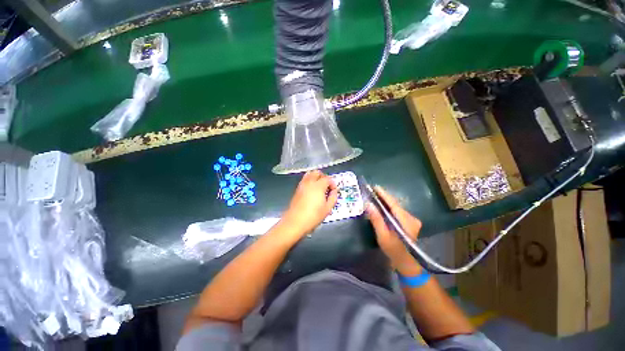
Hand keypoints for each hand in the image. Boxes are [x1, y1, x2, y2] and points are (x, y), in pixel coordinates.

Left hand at [281, 170, 337, 236]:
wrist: (295, 222)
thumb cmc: (313, 216)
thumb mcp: (327, 209)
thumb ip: (333, 197)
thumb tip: (334, 191)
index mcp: (318, 186)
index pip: (328, 178)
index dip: (332, 183)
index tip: (334, 191)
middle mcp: (309, 182)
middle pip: (317, 172)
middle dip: (324, 177)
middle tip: (327, 186)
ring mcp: (302, 185)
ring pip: (309, 174)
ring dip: (316, 178)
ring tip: (320, 188)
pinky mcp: (297, 189)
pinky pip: (305, 180)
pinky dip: (310, 181)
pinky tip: (312, 191)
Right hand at [366, 186, 422, 275]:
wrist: (406, 263)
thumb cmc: (394, 251)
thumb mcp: (383, 236)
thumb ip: (376, 219)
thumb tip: (368, 204)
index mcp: (406, 221)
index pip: (393, 203)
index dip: (384, 194)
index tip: (374, 187)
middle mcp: (411, 218)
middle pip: (395, 204)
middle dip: (383, 197)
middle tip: (371, 191)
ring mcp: (412, 220)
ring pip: (396, 207)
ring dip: (386, 202)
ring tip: (374, 196)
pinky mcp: (410, 222)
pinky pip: (397, 211)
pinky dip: (389, 207)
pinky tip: (381, 206)